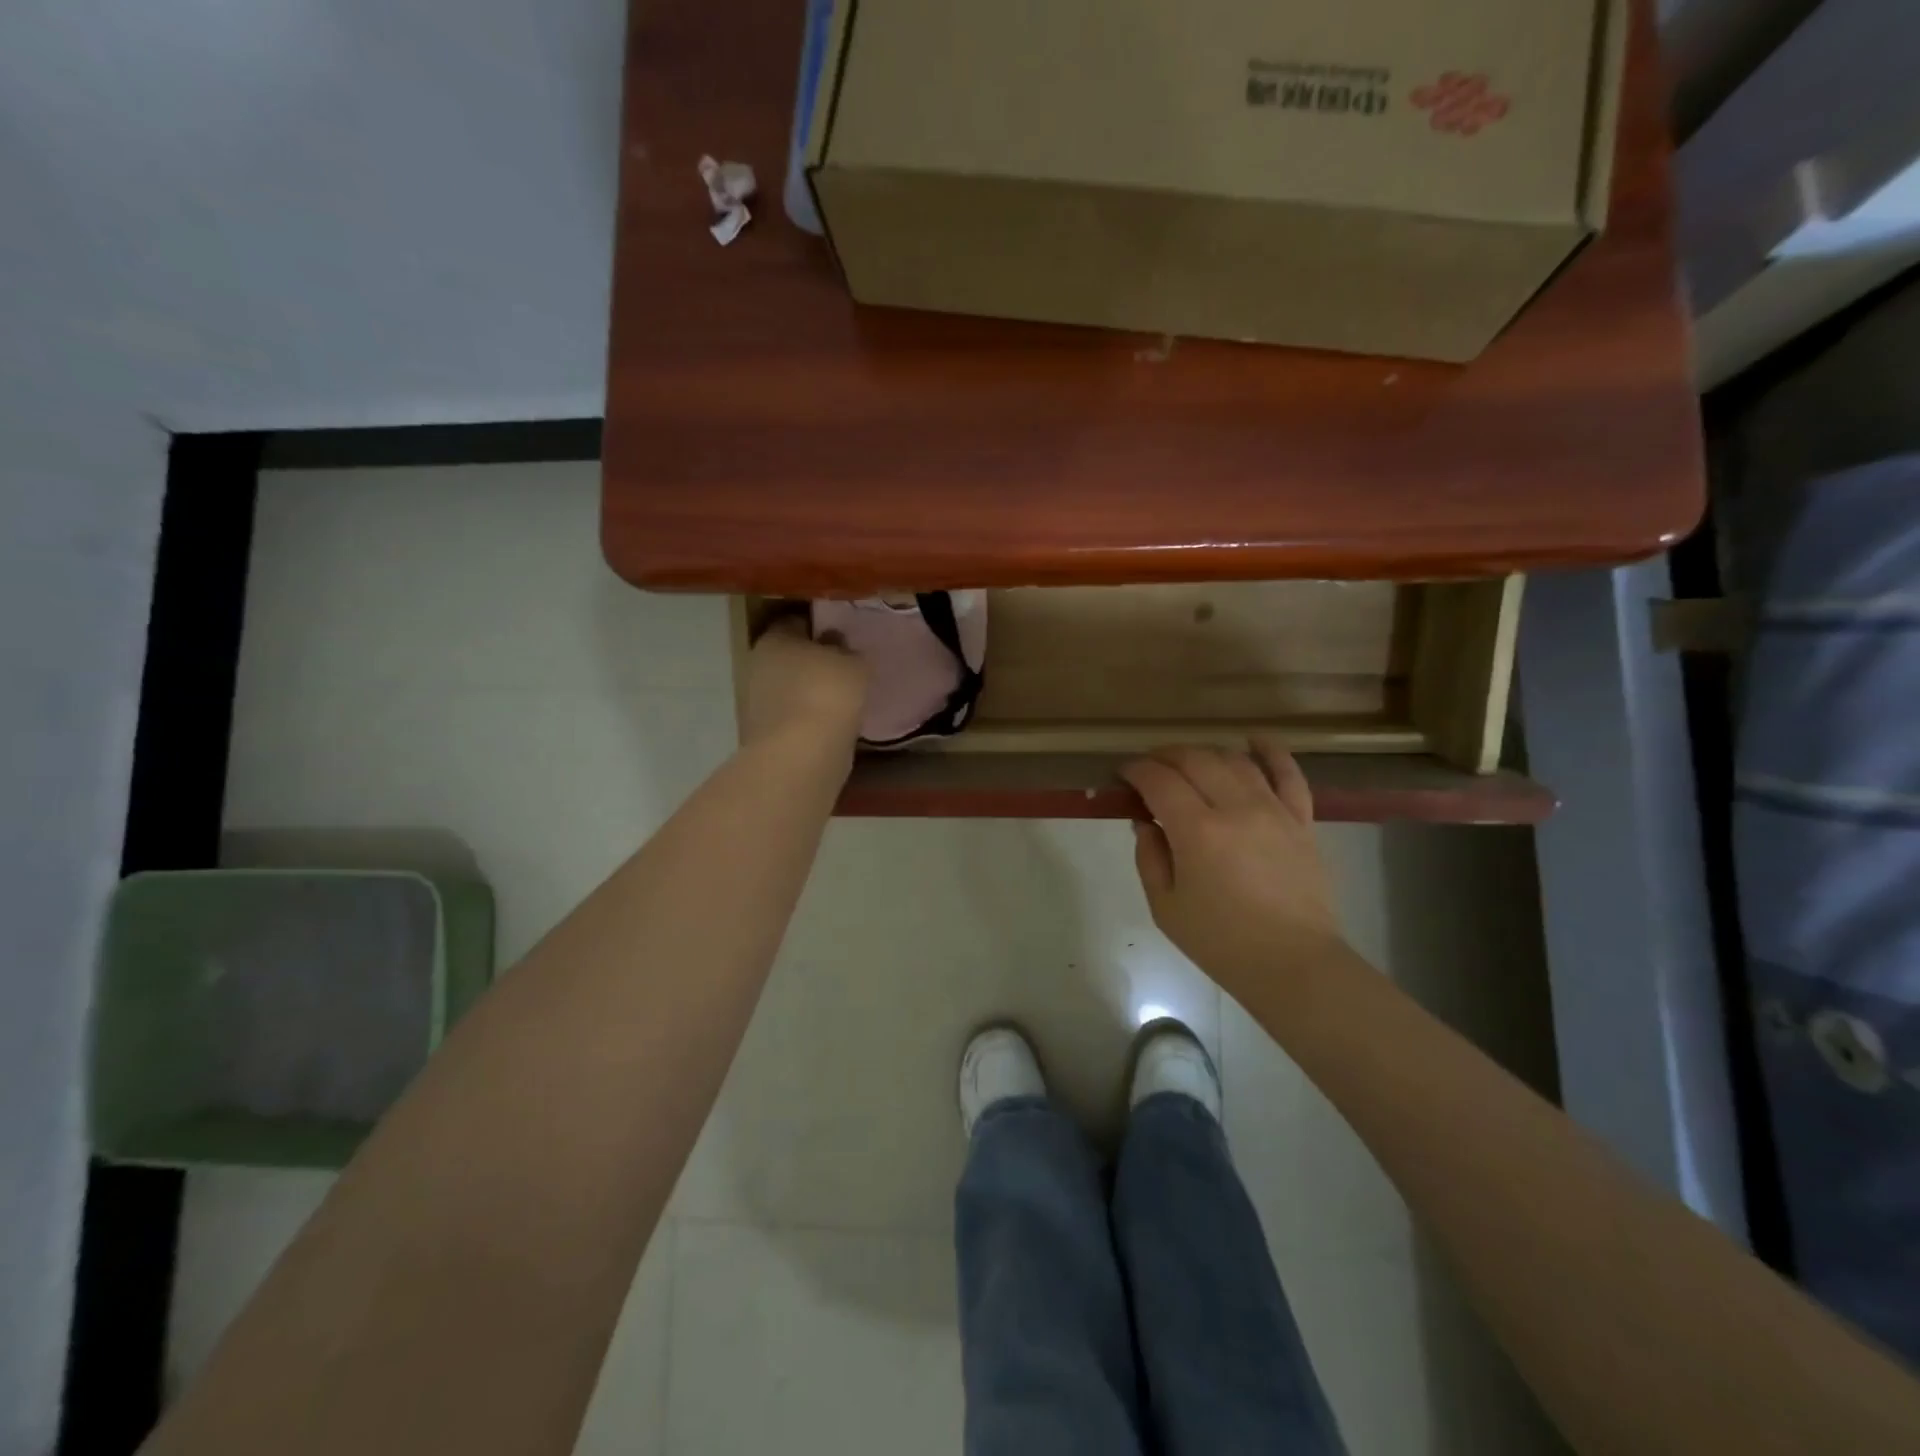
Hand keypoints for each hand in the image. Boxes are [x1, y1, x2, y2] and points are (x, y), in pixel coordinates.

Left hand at [740, 616, 867, 752]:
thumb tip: (838, 647)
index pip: (795, 622)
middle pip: (788, 657)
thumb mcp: (854, 664)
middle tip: (842, 671)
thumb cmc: (828, 693)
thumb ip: (848, 652)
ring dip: (808, 694)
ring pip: (788, 690)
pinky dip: (807, 721)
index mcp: (774, 638)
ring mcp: (755, 703)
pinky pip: (791, 719)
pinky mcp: (762, 736)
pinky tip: (830, 727)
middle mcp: (756, 665)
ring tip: (841, 703)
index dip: (818, 628)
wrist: (802, 754)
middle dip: (811, 663)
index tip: (841, 639)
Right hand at [1121, 742, 1346, 994]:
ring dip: (1205, 753)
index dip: (1136, 770)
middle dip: (1165, 756)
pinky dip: (1270, 751)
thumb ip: (1150, 857)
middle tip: (1150, 768)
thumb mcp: (1165, 907)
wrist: (1293, 964)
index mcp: (1197, 832)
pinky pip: (1289, 774)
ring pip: (1234, 760)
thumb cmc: (1221, 942)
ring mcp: (1274, 810)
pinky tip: (1253, 741)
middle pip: (1195, 760)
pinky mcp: (1301, 820)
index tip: (1124, 774)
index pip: (1159, 780)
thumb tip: (1146, 821)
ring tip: (1188, 764)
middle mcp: (1236, 809)